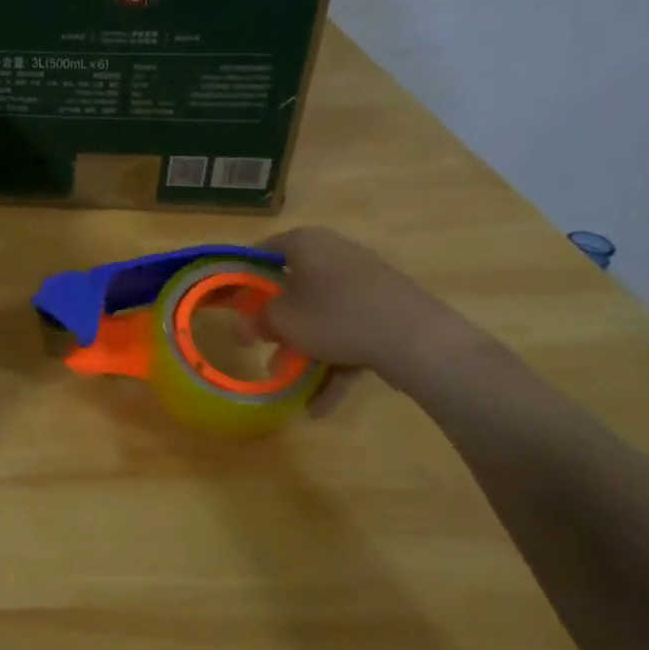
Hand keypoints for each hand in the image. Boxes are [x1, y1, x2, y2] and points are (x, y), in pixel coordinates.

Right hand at [256, 226, 472, 414]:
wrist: (419, 340)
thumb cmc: (336, 316)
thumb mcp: (282, 320)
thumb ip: (256, 321)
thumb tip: (243, 328)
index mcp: (306, 243)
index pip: (260, 253)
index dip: (240, 279)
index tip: (229, 305)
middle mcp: (335, 254)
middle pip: (293, 288)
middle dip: (276, 324)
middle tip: (260, 346)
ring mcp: (365, 283)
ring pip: (322, 316)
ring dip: (304, 351)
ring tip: (289, 385)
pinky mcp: (388, 310)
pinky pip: (350, 334)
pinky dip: (335, 365)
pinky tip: (321, 406)